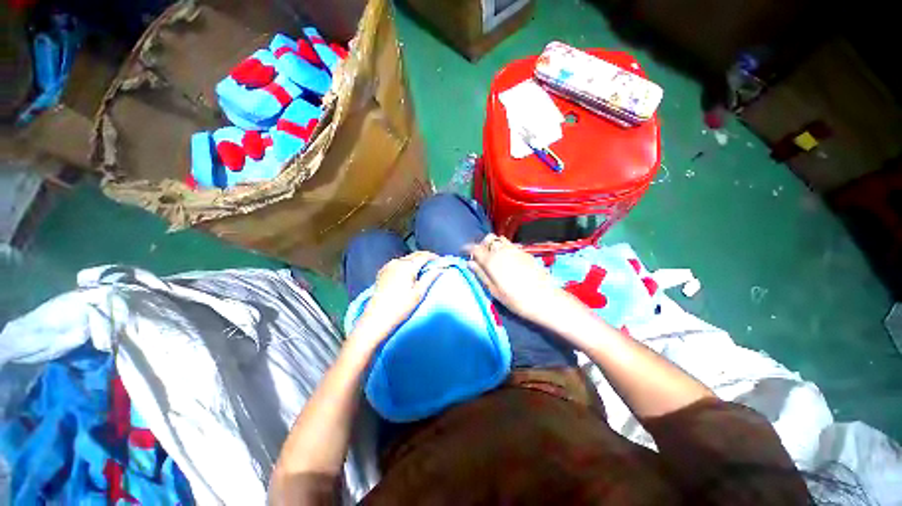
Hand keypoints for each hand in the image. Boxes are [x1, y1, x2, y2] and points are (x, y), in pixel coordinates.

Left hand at [353, 251, 439, 343]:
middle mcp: (397, 262)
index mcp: (407, 265)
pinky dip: (406, 265)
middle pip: (415, 255)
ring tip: (423, 269)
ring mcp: (388, 266)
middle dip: (425, 257)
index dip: (434, 257)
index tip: (441, 261)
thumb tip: (441, 268)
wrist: (377, 318)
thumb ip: (430, 277)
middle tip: (434, 264)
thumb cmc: (401, 307)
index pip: (424, 256)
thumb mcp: (419, 293)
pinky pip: (398, 264)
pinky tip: (408, 273)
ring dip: (415, 261)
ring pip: (406, 259)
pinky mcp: (382, 272)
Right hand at [466, 234, 562, 321]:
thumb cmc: (516, 299)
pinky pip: (510, 244)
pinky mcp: (525, 252)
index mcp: (491, 261)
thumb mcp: (494, 290)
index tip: (464, 252)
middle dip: (481, 244)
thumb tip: (470, 262)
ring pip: (500, 239)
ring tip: (493, 255)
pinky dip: (504, 247)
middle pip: (488, 239)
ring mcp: (515, 250)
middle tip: (479, 255)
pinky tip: (506, 258)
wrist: (544, 299)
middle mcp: (502, 251)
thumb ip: (481, 274)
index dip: (467, 248)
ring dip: (493, 243)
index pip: (474, 248)